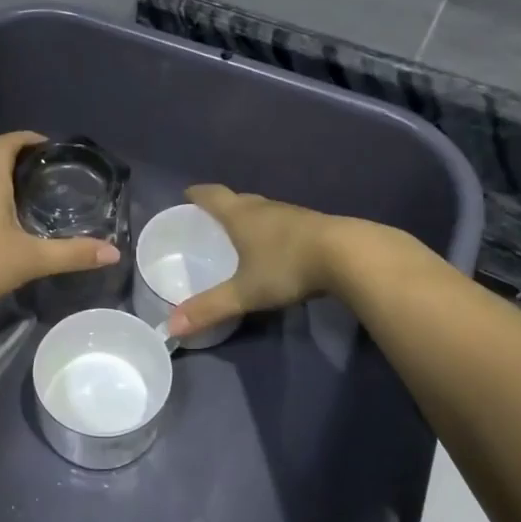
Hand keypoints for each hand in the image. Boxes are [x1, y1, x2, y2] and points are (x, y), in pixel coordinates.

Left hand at [0, 131, 120, 318]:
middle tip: (52, 177)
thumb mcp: (31, 258)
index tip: (49, 145)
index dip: (26, 138)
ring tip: (37, 203)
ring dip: (8, 189)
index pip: (5, 144)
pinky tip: (13, 232)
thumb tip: (113, 252)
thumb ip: (72, 254)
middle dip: (22, 165)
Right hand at [167, 185, 339, 336]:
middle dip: (223, 206)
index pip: (213, 196)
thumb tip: (171, 327)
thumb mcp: (245, 292)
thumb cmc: (287, 266)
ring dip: (251, 218)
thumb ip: (210, 308)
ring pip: (264, 210)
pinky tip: (277, 248)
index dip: (198, 194)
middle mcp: (265, 208)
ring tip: (241, 233)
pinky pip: (285, 223)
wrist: (349, 256)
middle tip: (211, 218)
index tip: (187, 194)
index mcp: (241, 216)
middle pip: (239, 200)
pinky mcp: (315, 226)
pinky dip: (273, 231)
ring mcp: (293, 215)